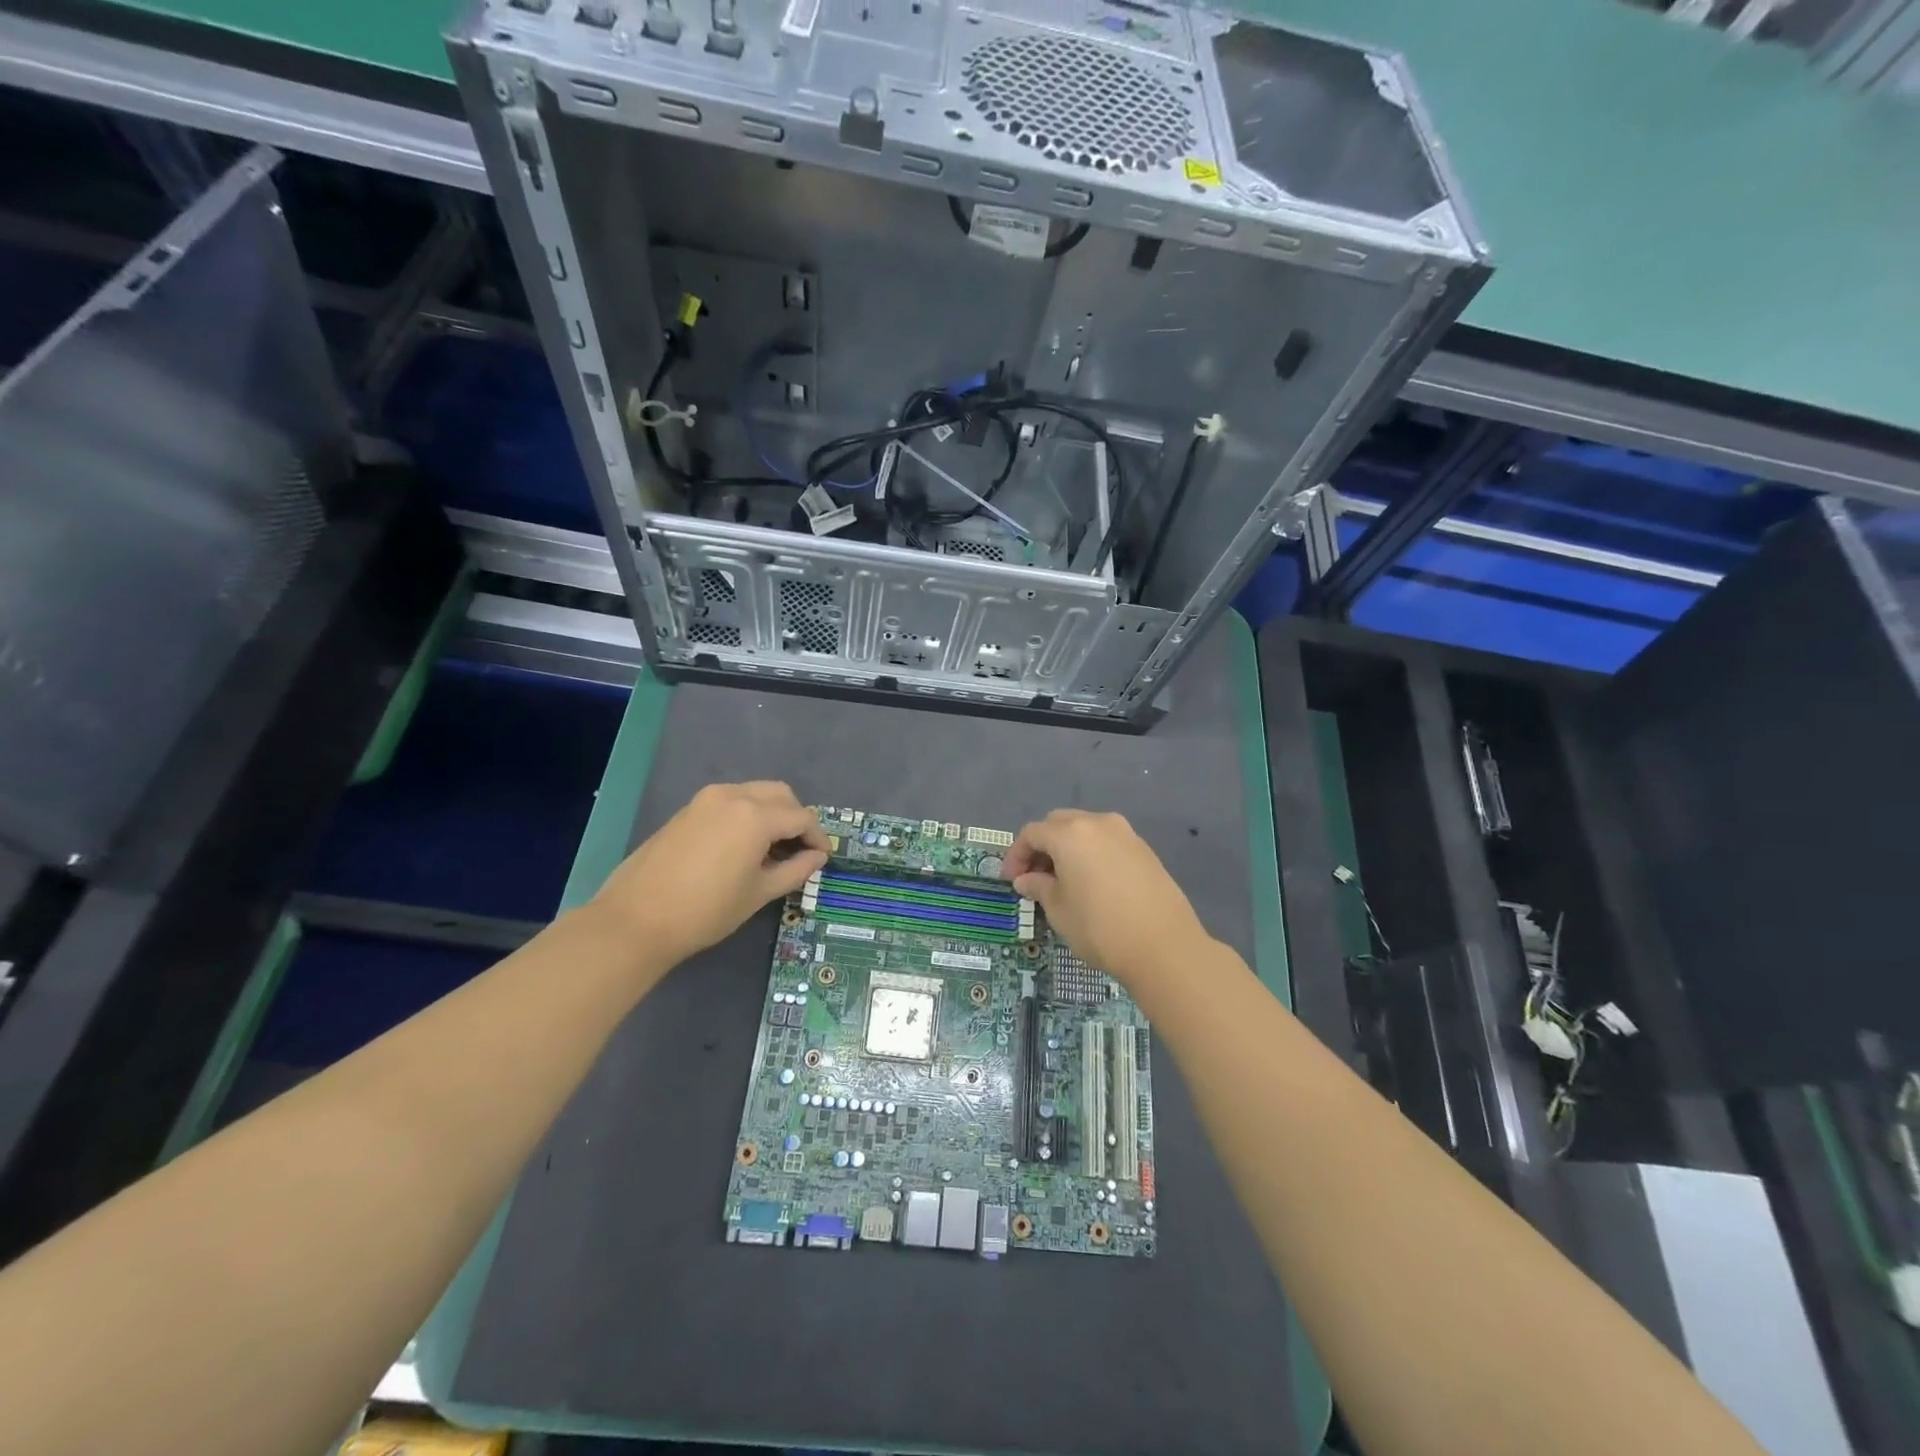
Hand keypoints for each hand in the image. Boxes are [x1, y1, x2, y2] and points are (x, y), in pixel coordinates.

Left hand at [590, 782, 828, 967]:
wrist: (636, 918)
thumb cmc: (706, 910)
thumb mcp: (759, 893)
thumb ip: (795, 870)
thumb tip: (817, 857)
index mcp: (756, 816)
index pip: (802, 817)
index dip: (818, 838)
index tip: (822, 859)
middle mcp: (734, 796)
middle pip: (780, 795)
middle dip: (796, 818)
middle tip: (799, 850)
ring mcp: (707, 799)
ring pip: (754, 793)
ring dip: (771, 813)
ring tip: (771, 849)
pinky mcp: (688, 809)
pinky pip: (731, 801)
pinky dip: (747, 814)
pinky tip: (742, 846)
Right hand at [1002, 809, 1209, 988]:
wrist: (1164, 946)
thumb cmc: (1100, 927)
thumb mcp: (1059, 910)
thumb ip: (1039, 887)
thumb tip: (1026, 879)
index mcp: (1070, 834)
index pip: (1032, 833)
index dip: (1016, 855)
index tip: (1011, 880)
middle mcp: (1098, 823)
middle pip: (1059, 824)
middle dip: (1042, 846)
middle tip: (1034, 876)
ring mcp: (1125, 834)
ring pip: (1085, 830)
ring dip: (1067, 848)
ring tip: (1062, 880)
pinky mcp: (1144, 850)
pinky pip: (1107, 842)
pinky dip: (1091, 854)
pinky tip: (1091, 883)